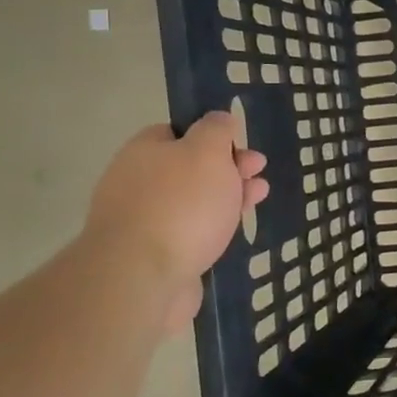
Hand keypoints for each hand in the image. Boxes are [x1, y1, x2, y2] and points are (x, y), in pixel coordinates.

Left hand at [84, 115, 269, 330]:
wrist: (143, 277)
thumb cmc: (180, 204)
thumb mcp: (207, 152)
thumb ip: (216, 130)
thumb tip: (219, 119)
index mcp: (144, 151)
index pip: (179, 132)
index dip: (213, 136)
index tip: (242, 146)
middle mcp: (137, 182)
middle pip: (189, 168)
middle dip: (228, 169)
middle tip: (259, 174)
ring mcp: (143, 221)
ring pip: (193, 202)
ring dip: (227, 198)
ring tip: (258, 199)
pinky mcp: (153, 256)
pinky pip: (189, 233)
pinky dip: (213, 229)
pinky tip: (233, 232)